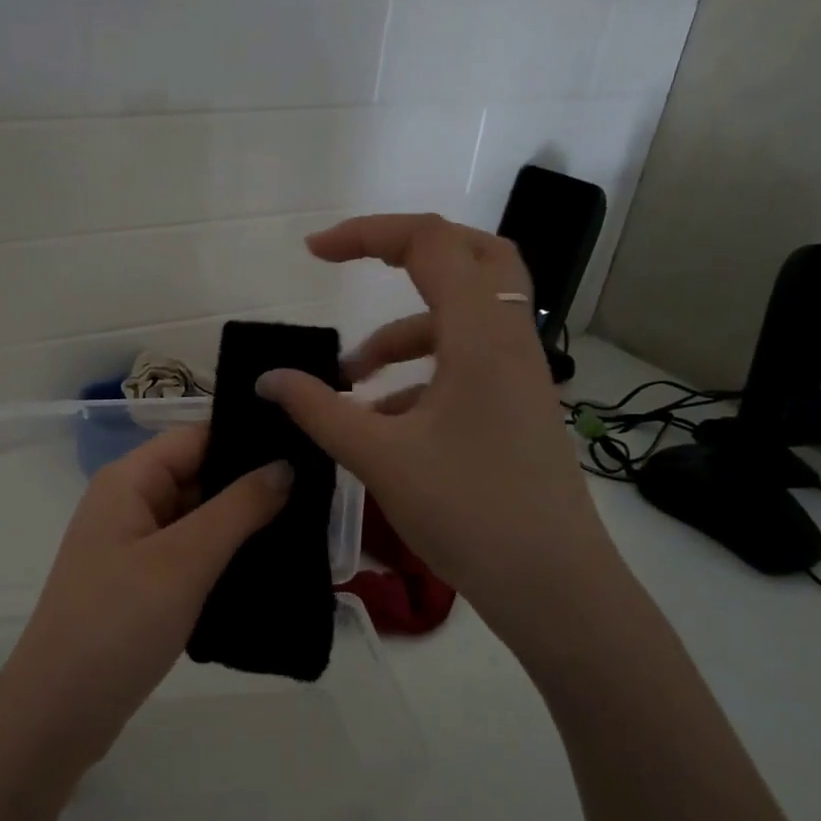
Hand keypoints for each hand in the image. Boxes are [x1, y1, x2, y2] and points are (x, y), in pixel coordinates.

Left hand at [0, 426, 291, 768]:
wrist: (60, 713)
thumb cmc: (119, 622)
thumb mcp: (185, 559)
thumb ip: (239, 508)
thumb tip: (285, 464)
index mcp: (129, 480)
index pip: (196, 437)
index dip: (246, 439)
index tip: (304, 446)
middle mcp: (129, 504)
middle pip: (198, 476)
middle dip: (252, 485)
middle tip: (320, 494)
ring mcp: (134, 547)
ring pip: (199, 519)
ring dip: (243, 525)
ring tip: (309, 528)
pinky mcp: (142, 585)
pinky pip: (191, 556)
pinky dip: (225, 558)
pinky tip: (271, 568)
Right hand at [257, 214, 628, 657]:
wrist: (553, 586)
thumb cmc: (469, 512)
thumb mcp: (379, 457)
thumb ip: (319, 410)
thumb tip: (268, 379)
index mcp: (480, 336)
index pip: (431, 244)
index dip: (367, 233)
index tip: (313, 252)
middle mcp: (509, 340)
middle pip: (472, 255)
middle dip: (408, 253)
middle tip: (357, 264)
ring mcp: (520, 374)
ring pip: (465, 316)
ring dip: (404, 330)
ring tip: (350, 376)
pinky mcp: (518, 406)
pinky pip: (467, 362)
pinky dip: (421, 372)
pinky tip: (383, 419)